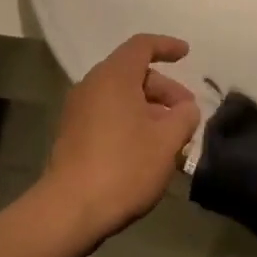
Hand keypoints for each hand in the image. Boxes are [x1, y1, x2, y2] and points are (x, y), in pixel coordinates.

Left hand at [45, 34, 199, 242]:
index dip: (166, 46)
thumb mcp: (168, 140)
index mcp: (114, 77)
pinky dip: (131, 121)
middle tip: (186, 112)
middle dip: (164, 88)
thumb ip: (184, 116)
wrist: (70, 210)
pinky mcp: (73, 135)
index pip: (142, 46)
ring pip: (121, 97)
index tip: (187, 54)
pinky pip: (108, 114)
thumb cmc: (124, 166)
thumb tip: (186, 109)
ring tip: (172, 135)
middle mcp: (92, 86)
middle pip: (133, 73)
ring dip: (149, 108)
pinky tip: (148, 149)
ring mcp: (78, 111)